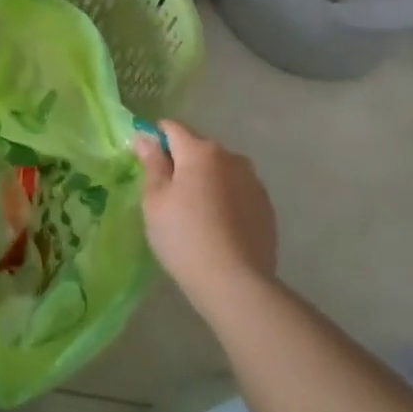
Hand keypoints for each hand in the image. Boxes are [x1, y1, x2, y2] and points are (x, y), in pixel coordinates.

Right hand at [135, 120, 276, 303]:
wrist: (235, 283)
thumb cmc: (184, 237)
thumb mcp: (155, 200)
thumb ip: (152, 164)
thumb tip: (145, 137)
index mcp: (200, 151)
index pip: (172, 128)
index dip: (156, 139)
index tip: (148, 163)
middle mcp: (231, 157)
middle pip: (198, 148)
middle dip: (183, 162)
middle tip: (170, 196)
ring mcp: (253, 181)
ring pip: (220, 170)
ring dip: (207, 180)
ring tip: (197, 214)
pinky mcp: (267, 206)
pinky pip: (238, 191)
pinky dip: (226, 199)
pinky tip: (219, 227)